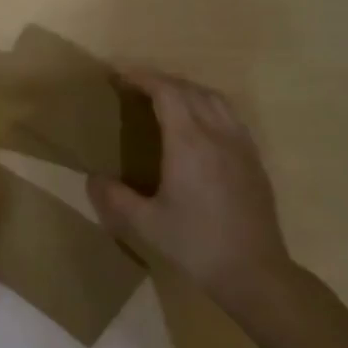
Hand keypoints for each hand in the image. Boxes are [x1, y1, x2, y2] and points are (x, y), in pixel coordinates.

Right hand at [88, 71, 297, 305]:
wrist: (254, 271)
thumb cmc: (195, 244)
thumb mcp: (144, 224)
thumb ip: (114, 197)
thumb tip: (93, 178)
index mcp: (189, 143)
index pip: (167, 92)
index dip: (142, 78)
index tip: (119, 75)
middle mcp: (217, 134)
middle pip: (190, 90)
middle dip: (161, 80)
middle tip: (135, 86)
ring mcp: (241, 145)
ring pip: (215, 99)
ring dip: (187, 89)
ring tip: (165, 98)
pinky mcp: (254, 160)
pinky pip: (230, 116)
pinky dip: (208, 105)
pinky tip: (198, 124)